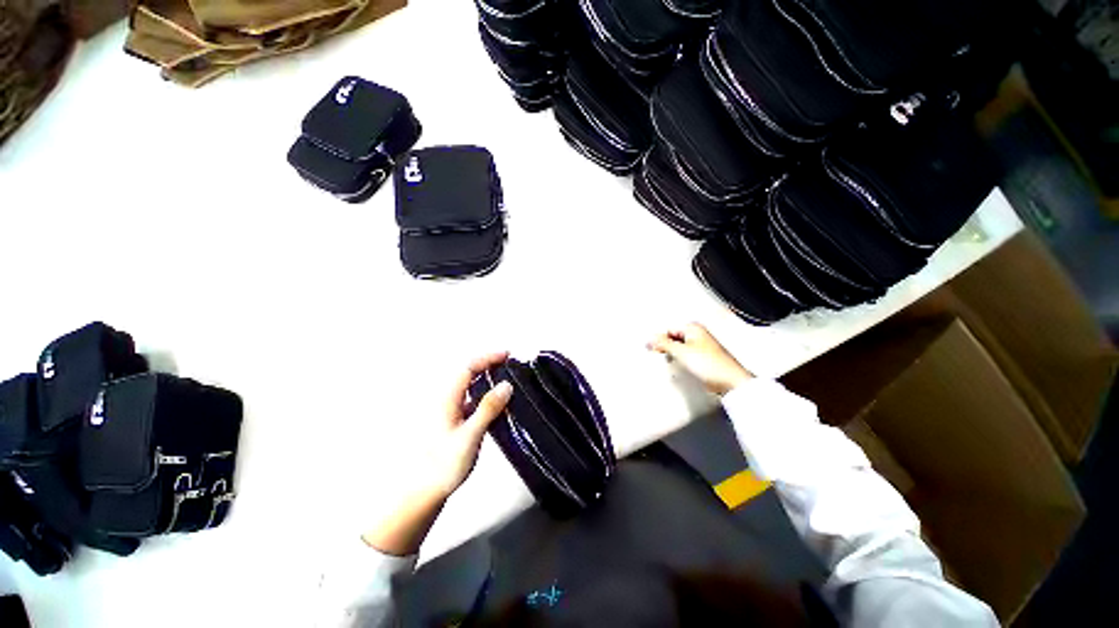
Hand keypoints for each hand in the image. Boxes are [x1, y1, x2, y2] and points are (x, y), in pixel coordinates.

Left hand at [362, 353, 512, 555]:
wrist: (425, 491)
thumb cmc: (444, 464)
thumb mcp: (470, 435)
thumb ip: (488, 408)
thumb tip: (506, 385)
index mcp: (447, 398)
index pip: (468, 367)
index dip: (488, 357)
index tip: (507, 355)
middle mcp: (446, 400)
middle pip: (467, 372)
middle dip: (488, 363)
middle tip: (509, 363)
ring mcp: (449, 410)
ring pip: (469, 384)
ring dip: (486, 376)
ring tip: (505, 377)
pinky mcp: (453, 420)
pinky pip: (470, 397)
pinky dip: (484, 391)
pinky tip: (495, 401)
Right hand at [648, 323, 753, 395]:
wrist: (729, 381)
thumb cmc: (710, 364)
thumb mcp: (680, 352)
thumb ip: (663, 343)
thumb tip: (650, 339)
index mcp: (693, 328)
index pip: (668, 329)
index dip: (659, 339)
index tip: (653, 348)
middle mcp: (698, 334)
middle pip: (673, 337)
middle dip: (665, 346)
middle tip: (661, 355)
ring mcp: (701, 346)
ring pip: (679, 347)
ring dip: (673, 354)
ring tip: (673, 362)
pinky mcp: (702, 358)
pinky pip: (685, 356)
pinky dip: (680, 360)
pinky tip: (680, 367)